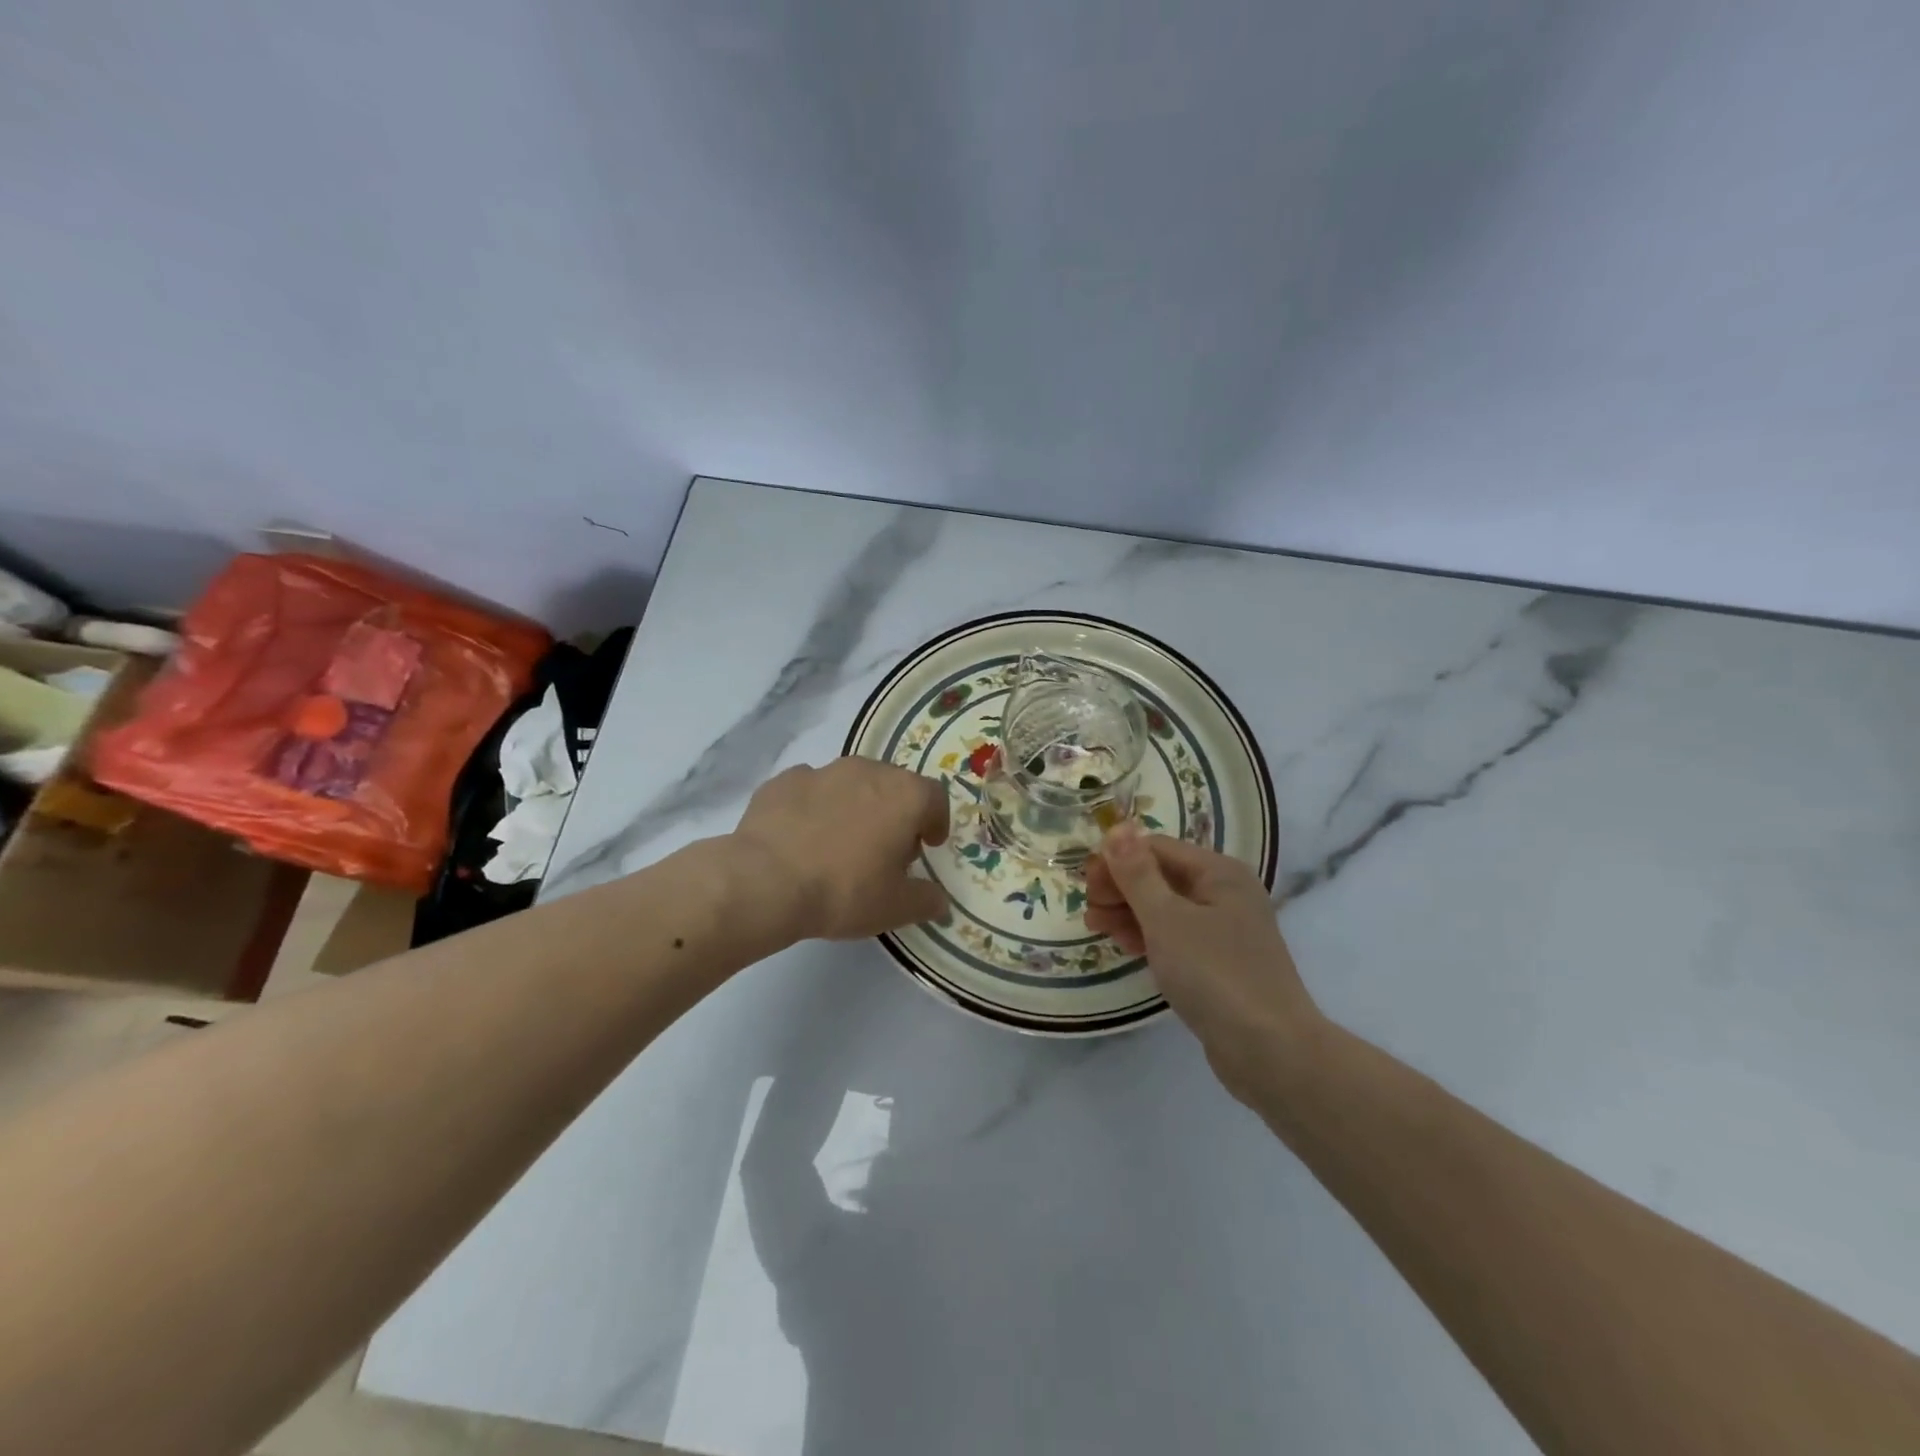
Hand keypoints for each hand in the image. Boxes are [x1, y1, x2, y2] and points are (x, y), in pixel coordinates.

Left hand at [732, 758, 950, 942]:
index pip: (934, 797)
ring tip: (842, 843)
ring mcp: (823, 771)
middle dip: (896, 813)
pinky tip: (803, 838)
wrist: (765, 881)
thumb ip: (926, 900)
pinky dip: (815, 808)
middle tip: (886, 849)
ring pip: (851, 783)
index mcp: (904, 795)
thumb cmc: (845, 891)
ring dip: (855, 806)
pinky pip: (811, 790)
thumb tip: (939, 901)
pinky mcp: (784, 780)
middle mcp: (868, 771)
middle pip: (893, 785)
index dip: (936, 821)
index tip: (928, 845)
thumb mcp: (896, 907)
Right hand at [1086, 823, 1321, 1101]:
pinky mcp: (1221, 964)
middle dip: (1121, 888)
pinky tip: (1126, 946)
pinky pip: (1177, 937)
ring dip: (1130, 912)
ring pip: (1167, 909)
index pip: (1156, 848)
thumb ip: (1137, 873)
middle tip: (1089, 911)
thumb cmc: (1215, 974)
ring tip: (1097, 927)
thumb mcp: (1166, 919)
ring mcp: (1226, 931)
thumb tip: (1117, 827)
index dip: (1118, 860)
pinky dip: (1149, 937)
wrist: (1271, 1051)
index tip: (1085, 884)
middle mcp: (1226, 893)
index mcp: (1218, 872)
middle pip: (1162, 876)